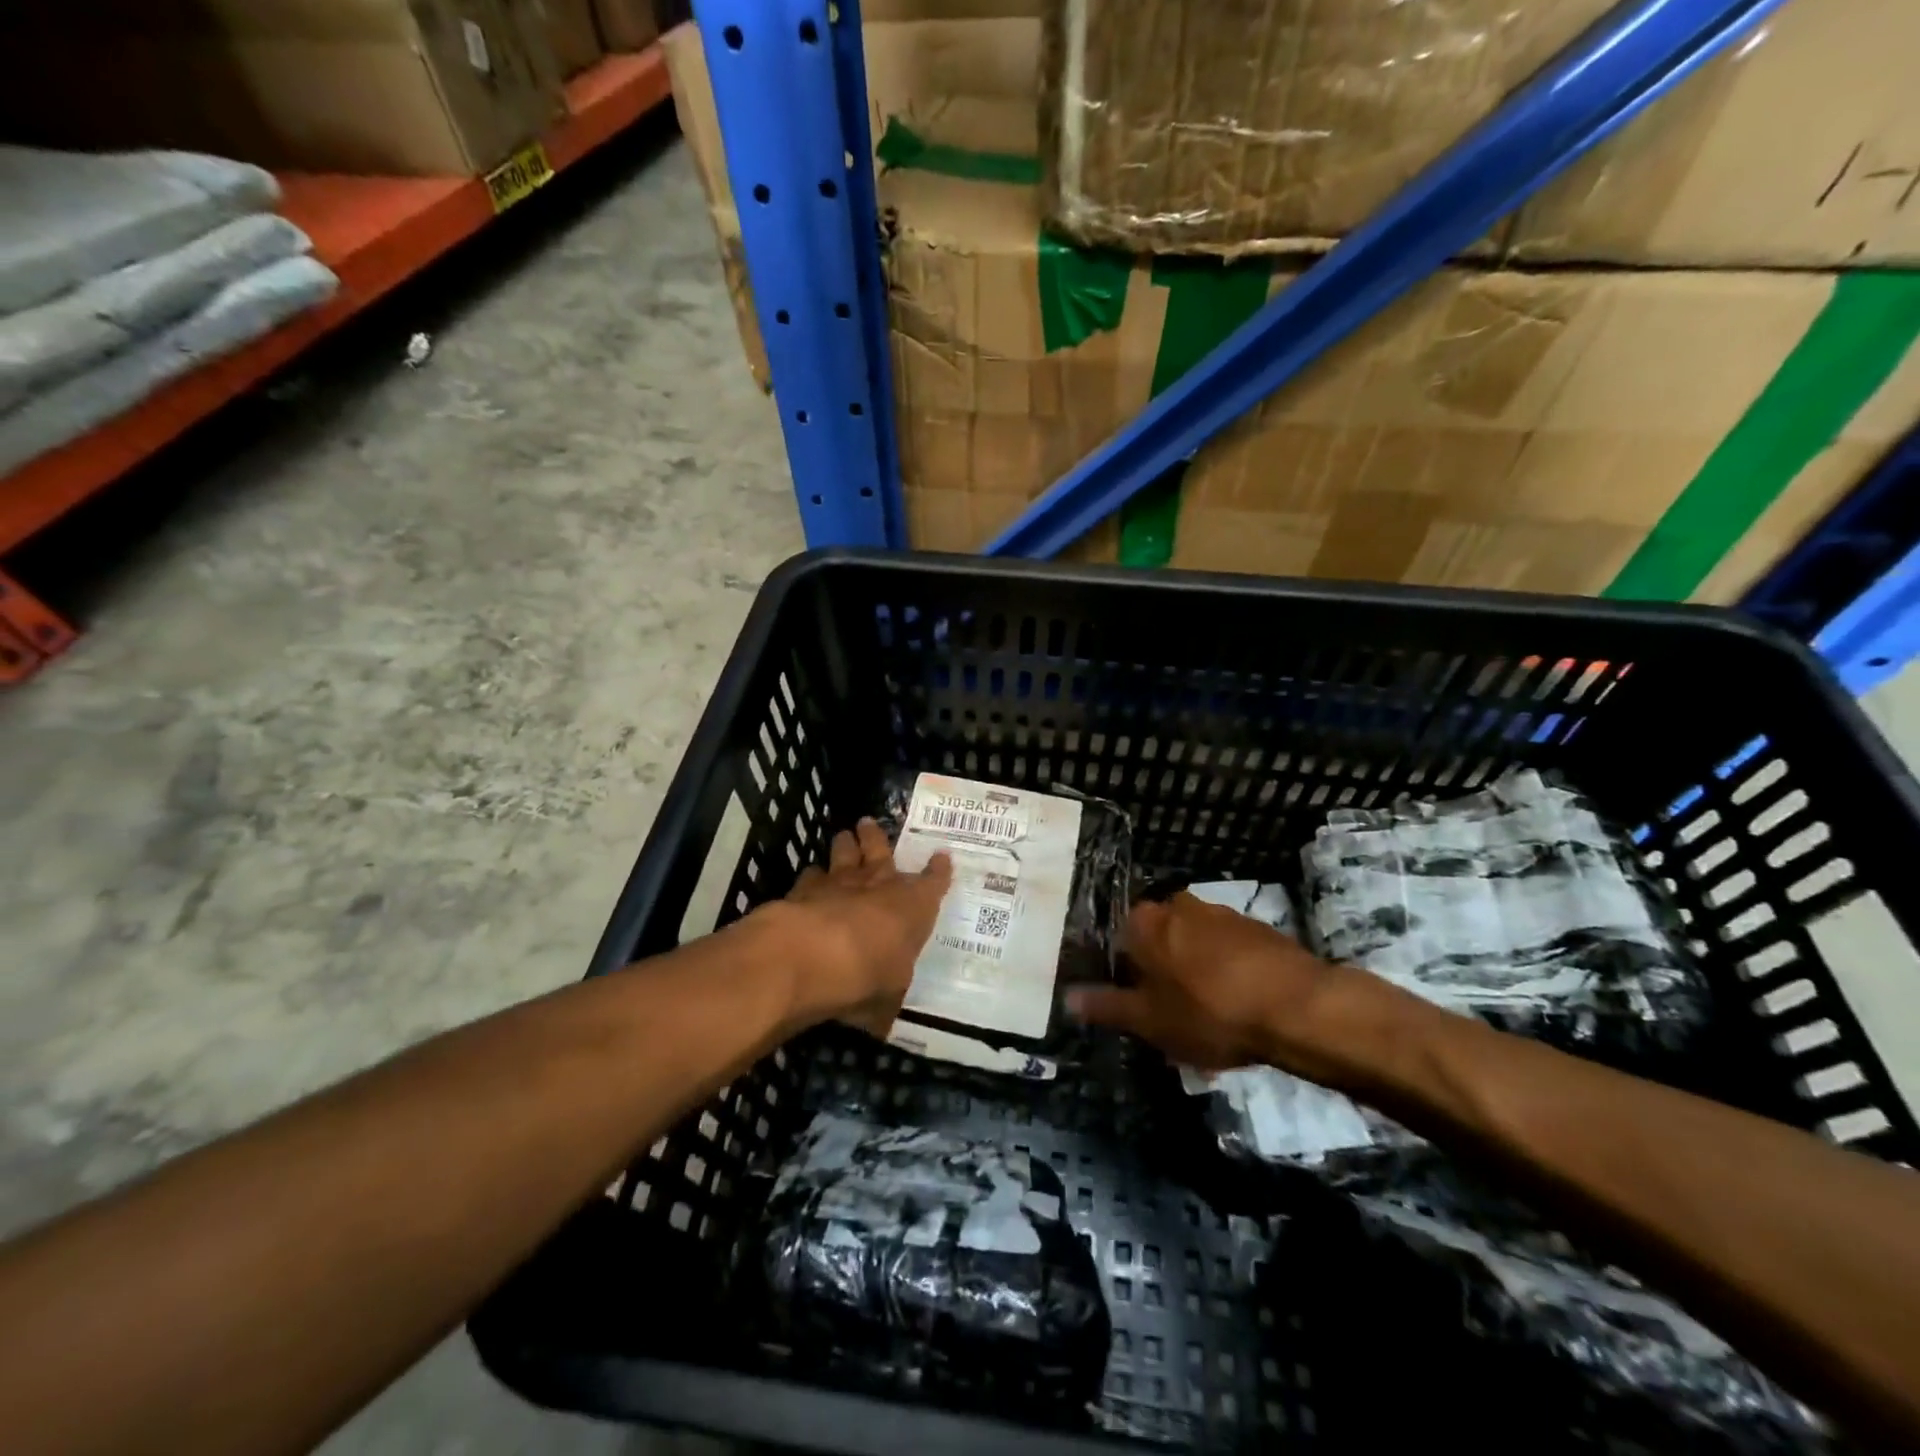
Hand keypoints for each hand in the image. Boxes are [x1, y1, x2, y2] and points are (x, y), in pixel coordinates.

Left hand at [779, 818, 950, 1035]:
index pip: (933, 882)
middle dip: (876, 837)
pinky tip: (810, 877)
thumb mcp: (887, 998)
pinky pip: (811, 875)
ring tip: (844, 835)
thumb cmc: (869, 975)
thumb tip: (880, 1024)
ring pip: (844, 852)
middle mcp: (879, 884)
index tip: (942, 857)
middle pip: (880, 850)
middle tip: (869, 823)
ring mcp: (840, 881)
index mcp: (913, 905)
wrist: (815, 954)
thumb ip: (885, 1001)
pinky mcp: (805, 888)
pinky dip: (812, 877)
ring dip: (845, 844)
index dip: (938, 871)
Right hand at [1069, 892, 1411, 1086]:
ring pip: (1193, 943)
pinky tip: (1238, 1004)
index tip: (1134, 1004)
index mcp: (1145, 922)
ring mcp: (1221, 912)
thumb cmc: (1209, 1012)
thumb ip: (1107, 1007)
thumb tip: (1067, 998)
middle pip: (1157, 939)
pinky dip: (1226, 971)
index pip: (1118, 940)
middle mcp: (1178, 905)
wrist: (1297, 1006)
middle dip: (1159, 971)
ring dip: (1193, 971)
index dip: (1123, 974)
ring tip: (1207, 1015)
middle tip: (1169, 1014)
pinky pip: (1227, 950)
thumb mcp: (1150, 1020)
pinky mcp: (1257, 927)